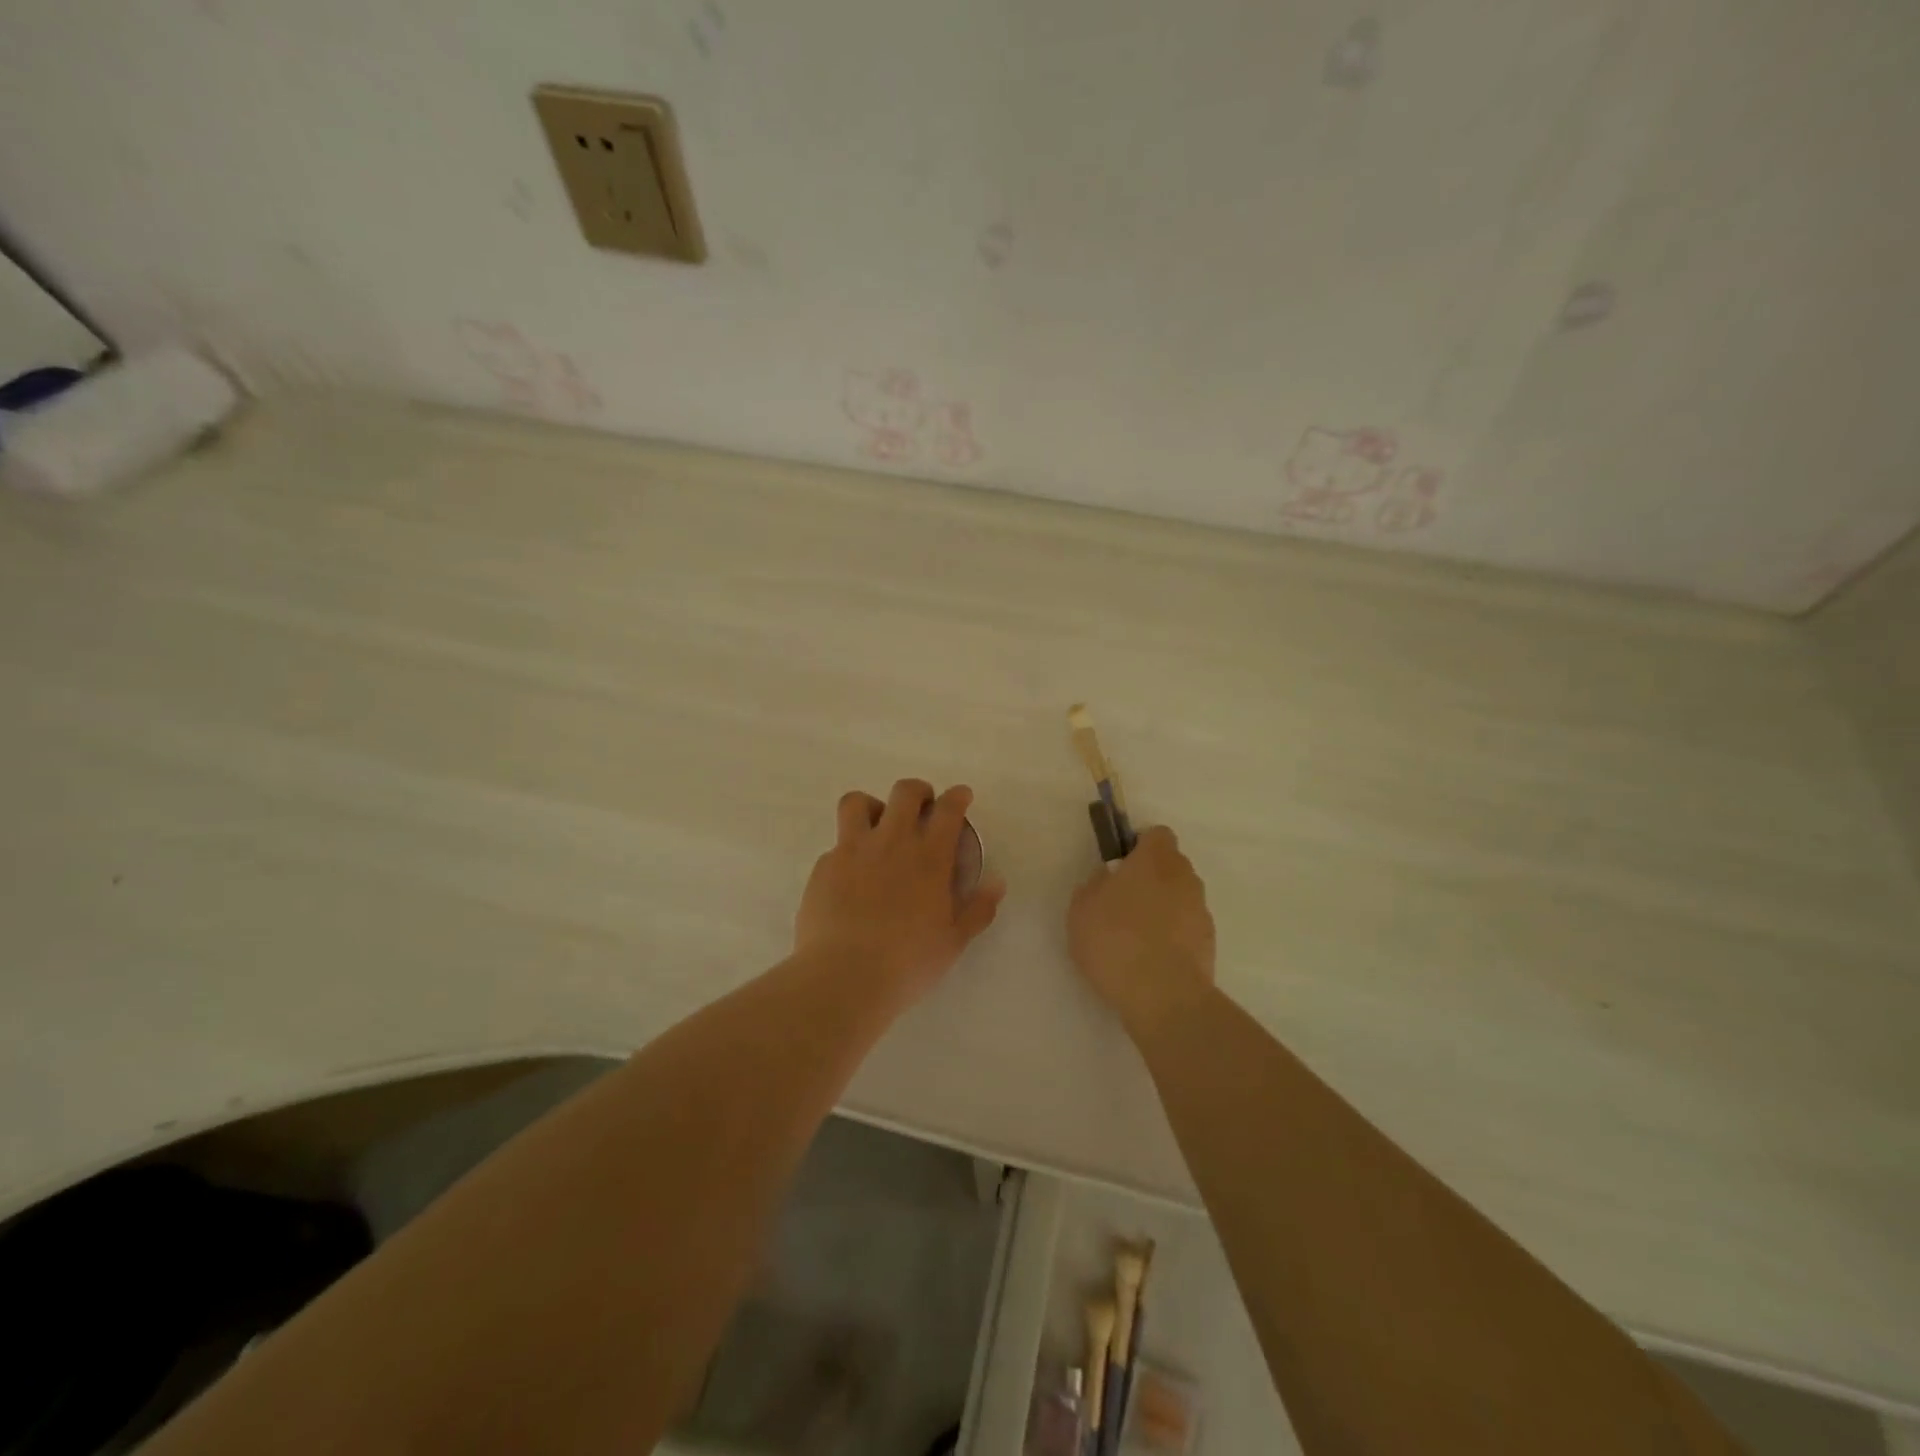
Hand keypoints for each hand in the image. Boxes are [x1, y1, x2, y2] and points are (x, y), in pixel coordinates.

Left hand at [794, 779, 1005, 1005]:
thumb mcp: (954, 941)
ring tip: (877, 828)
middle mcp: (891, 842)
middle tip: (922, 808)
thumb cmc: (908, 962)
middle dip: (918, 792)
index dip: (957, 796)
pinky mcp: (823, 867)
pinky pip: (836, 844)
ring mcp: (852, 850)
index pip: (948, 809)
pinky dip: (848, 852)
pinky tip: (851, 878)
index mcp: (929, 857)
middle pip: (905, 792)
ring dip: (872, 807)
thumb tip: (997, 882)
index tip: (961, 797)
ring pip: (857, 802)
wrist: (844, 977)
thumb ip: (978, 908)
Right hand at [1068, 825, 1215, 1036]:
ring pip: (1180, 897)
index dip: (1139, 845)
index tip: (1120, 865)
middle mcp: (1184, 878)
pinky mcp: (1209, 943)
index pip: (1157, 834)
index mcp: (1155, 860)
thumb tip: (1107, 879)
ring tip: (1135, 936)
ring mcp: (1201, 911)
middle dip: (1151, 877)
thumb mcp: (1082, 908)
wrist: (1164, 997)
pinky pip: (1186, 927)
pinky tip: (1150, 959)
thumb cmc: (1116, 940)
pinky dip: (1172, 935)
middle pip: (1170, 865)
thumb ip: (1094, 884)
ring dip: (1162, 907)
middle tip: (1122, 901)